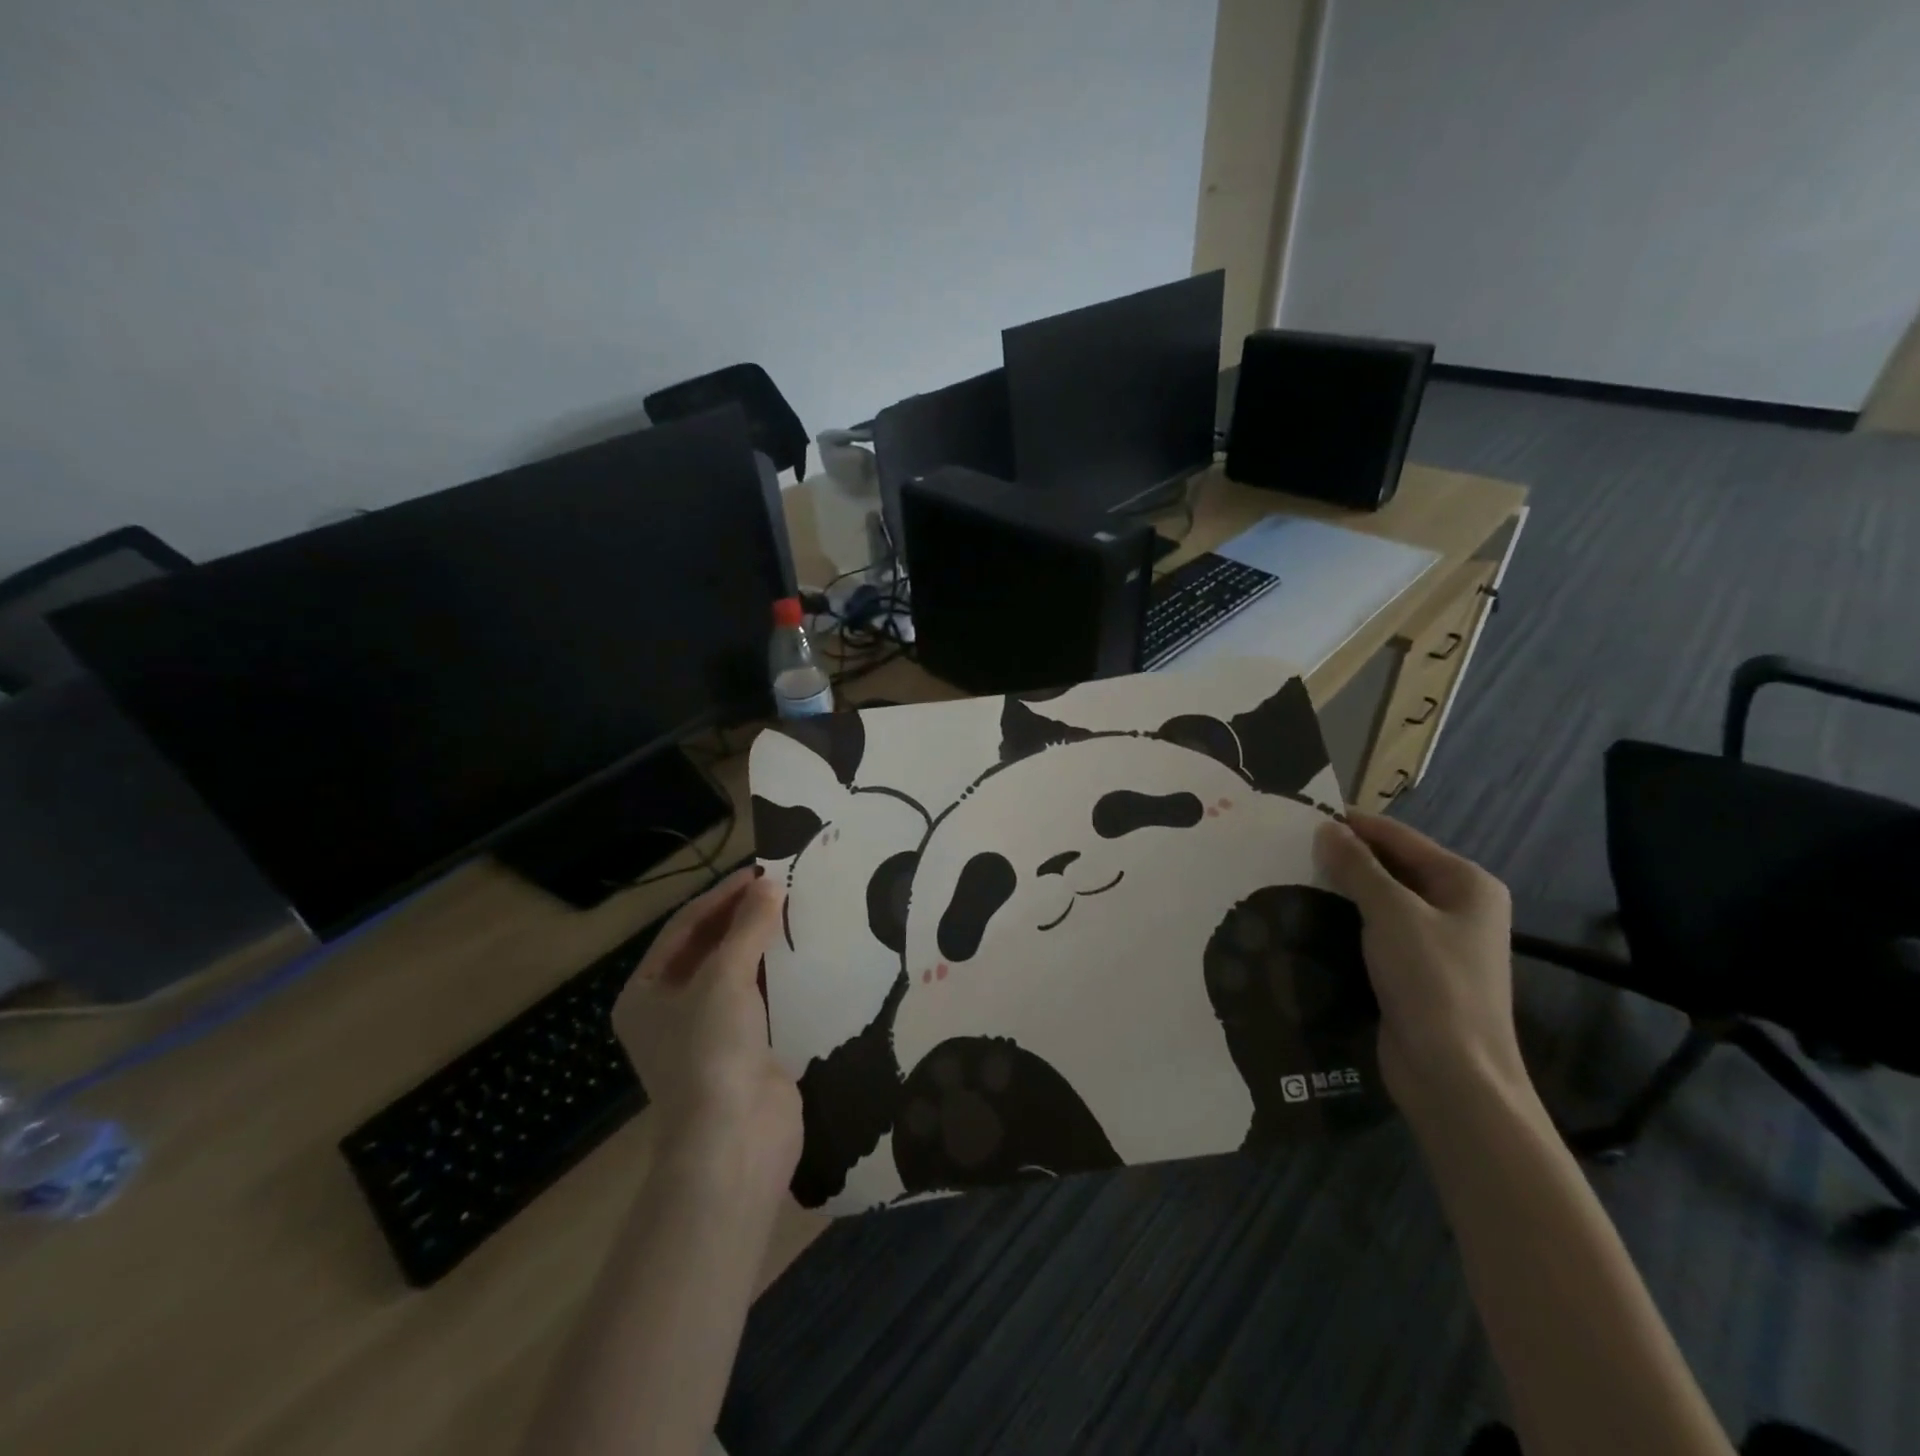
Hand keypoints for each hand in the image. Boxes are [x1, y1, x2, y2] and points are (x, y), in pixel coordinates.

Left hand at [612, 867, 800, 1199]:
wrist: (735, 1142)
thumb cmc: (711, 1052)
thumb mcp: (724, 979)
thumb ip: (747, 928)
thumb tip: (769, 883)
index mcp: (645, 993)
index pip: (684, 928)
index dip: (721, 896)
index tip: (760, 870)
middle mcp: (670, 1010)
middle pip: (708, 948)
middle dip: (741, 916)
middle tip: (780, 885)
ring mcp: (708, 1032)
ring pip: (736, 972)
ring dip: (762, 942)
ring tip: (795, 909)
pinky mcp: (745, 1048)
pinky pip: (761, 997)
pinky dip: (778, 973)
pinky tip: (804, 951)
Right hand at [1314, 813, 1524, 1108]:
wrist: (1454, 1075)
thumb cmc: (1431, 982)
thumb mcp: (1391, 913)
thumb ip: (1357, 867)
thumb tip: (1327, 828)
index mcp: (1466, 883)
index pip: (1399, 837)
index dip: (1352, 824)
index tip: (1299, 816)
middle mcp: (1457, 905)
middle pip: (1392, 865)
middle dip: (1344, 857)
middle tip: (1288, 848)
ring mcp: (1437, 940)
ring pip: (1381, 898)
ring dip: (1341, 889)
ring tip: (1290, 876)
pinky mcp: (1415, 969)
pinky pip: (1376, 929)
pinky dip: (1346, 919)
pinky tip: (1310, 916)